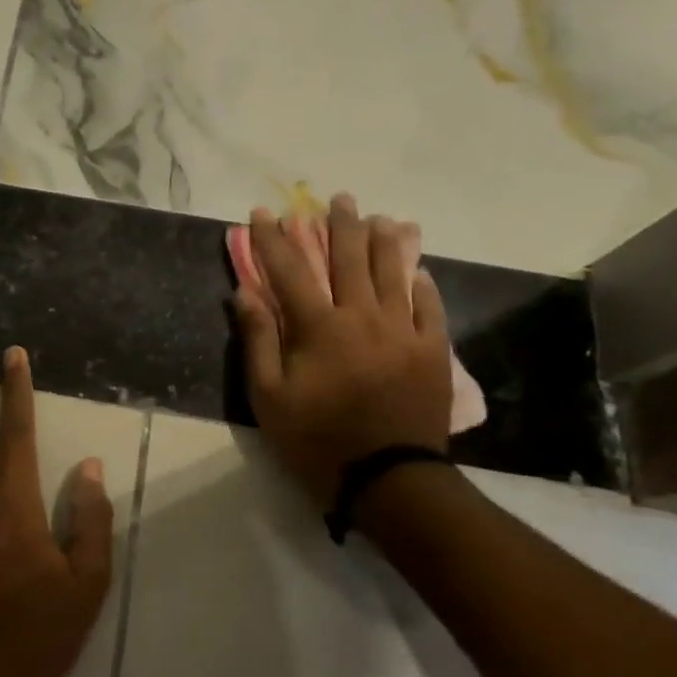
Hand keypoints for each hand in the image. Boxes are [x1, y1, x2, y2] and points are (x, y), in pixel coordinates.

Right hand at [233, 196, 454, 506]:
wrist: (387, 477)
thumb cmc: (317, 439)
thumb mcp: (269, 397)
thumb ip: (258, 340)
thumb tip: (244, 293)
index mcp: (319, 327)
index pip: (290, 270)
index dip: (273, 239)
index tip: (263, 213)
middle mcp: (362, 316)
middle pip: (349, 259)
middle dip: (339, 225)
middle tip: (337, 199)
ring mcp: (402, 331)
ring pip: (393, 273)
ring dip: (384, 242)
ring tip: (380, 218)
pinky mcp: (432, 350)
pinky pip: (429, 307)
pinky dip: (421, 285)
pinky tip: (418, 272)